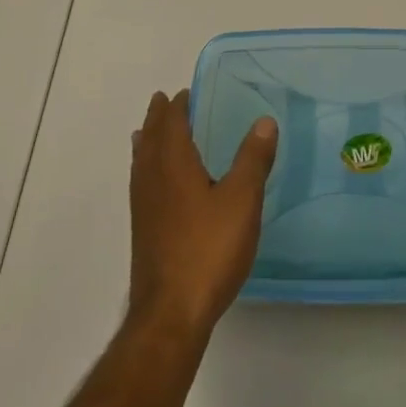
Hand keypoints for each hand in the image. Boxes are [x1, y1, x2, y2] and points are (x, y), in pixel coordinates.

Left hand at [128, 89, 277, 340]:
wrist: (170, 314)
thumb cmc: (208, 249)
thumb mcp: (242, 200)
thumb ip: (253, 159)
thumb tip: (265, 121)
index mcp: (173, 162)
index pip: (172, 121)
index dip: (178, 105)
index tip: (186, 92)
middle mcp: (152, 177)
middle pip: (151, 137)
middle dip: (158, 117)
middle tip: (164, 101)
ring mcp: (143, 206)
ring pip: (141, 160)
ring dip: (148, 141)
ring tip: (149, 132)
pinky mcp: (142, 230)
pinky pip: (140, 182)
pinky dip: (145, 167)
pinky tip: (155, 183)